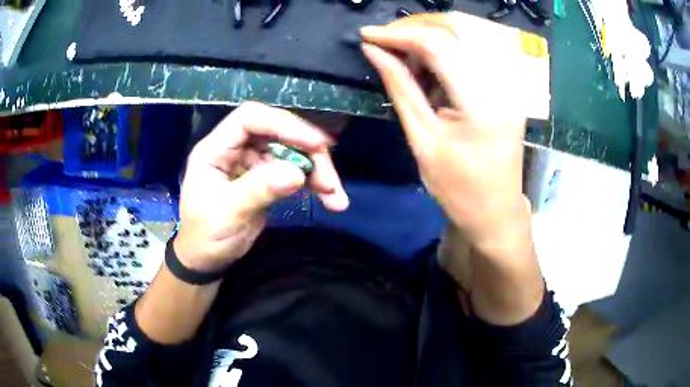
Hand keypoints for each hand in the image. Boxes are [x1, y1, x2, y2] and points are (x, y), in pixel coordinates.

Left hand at [175, 102, 348, 272]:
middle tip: (330, 180)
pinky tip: (331, 199)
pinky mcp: (265, 178)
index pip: (250, 119)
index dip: (284, 125)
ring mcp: (252, 163)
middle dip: (309, 153)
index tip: (315, 144)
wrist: (205, 259)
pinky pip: (294, 172)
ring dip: (317, 170)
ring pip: (292, 152)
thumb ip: (259, 190)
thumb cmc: (205, 236)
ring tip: (336, 195)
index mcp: (216, 149)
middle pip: (278, 134)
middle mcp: (235, 149)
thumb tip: (297, 173)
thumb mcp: (227, 214)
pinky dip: (314, 183)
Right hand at [361, 13, 542, 323]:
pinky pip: (478, 47)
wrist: (496, 209)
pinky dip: (450, 45)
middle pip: (457, 28)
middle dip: (415, 26)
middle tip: (386, 40)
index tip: (368, 34)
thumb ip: (400, 87)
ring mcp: (511, 82)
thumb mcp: (422, 139)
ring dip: (432, 33)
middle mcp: (502, 83)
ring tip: (406, 51)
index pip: (438, 45)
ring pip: (469, 32)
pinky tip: (433, 60)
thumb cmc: (458, 187)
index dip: (399, 33)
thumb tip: (374, 51)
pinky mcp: (509, 85)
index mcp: (481, 102)